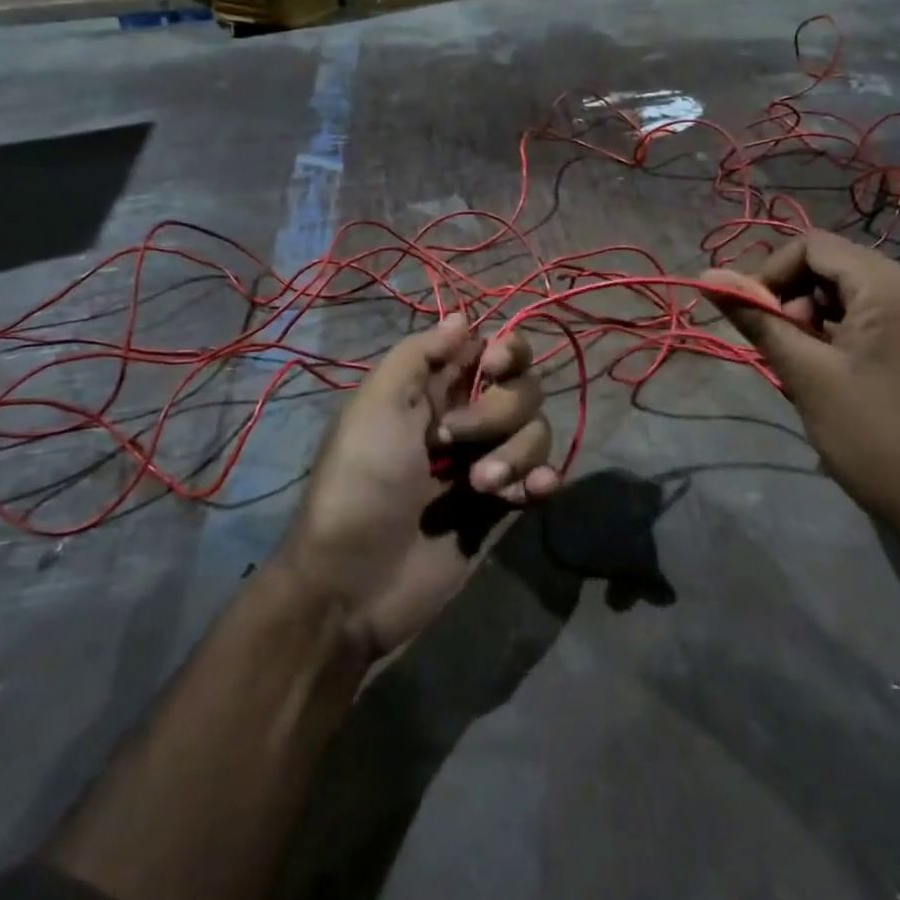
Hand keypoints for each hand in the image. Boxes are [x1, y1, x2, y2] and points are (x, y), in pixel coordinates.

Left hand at [276, 315, 559, 660]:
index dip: (505, 351)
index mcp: (432, 390)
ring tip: (479, 488)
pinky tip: (533, 493)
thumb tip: (463, 317)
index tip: (494, 366)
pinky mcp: (503, 507)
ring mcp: (487, 463)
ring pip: (537, 432)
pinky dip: (545, 479)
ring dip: (517, 454)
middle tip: (454, 441)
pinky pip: (544, 478)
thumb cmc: (359, 484)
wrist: (353, 583)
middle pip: (523, 389)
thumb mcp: (375, 406)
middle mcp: (466, 419)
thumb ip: (419, 356)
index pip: (491, 349)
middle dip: (500, 411)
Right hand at [702, 231, 899, 551]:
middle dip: (791, 301)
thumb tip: (706, 276)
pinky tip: (826, 376)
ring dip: (809, 322)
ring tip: (802, 370)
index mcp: (892, 285)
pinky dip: (833, 336)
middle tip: (780, 351)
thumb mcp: (806, 375)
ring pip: (842, 294)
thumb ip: (757, 320)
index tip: (748, 318)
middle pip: (829, 267)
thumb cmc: (876, 438)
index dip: (769, 274)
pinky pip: (863, 317)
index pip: (812, 246)